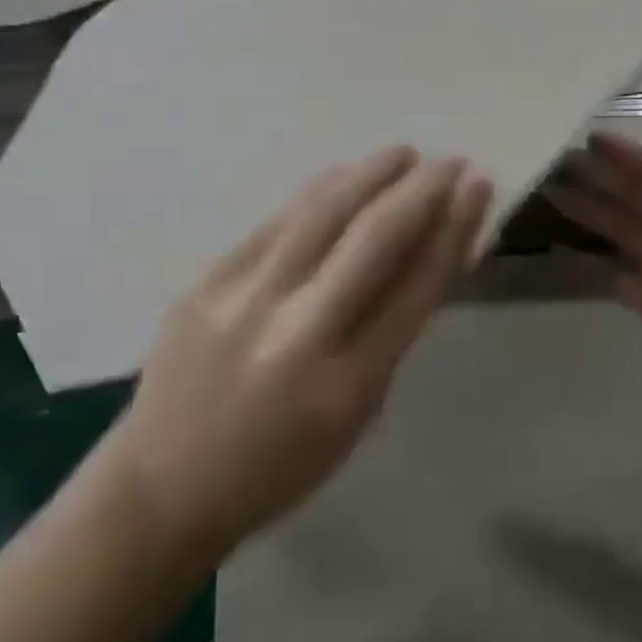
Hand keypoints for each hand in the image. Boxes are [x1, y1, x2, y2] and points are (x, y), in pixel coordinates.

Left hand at [113, 149, 491, 548]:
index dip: (455, 228)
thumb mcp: (356, 415)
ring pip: (321, 215)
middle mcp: (297, 334)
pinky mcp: (205, 283)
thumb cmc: (280, 465)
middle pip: (374, 239)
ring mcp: (243, 301)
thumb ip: (391, 332)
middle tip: (450, 161)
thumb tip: (427, 252)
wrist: (163, 487)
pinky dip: (318, 192)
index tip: (478, 187)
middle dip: (421, 190)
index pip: (417, 285)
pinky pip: (275, 224)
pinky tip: (343, 175)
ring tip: (403, 154)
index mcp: (347, 384)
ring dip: (370, 175)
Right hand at [545, 103, 641, 407]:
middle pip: (630, 195)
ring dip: (587, 211)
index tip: (589, 134)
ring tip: (548, 191)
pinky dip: (587, 265)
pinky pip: (611, 276)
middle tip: (555, 156)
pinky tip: (559, 251)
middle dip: (596, 177)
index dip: (625, 152)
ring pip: (616, 229)